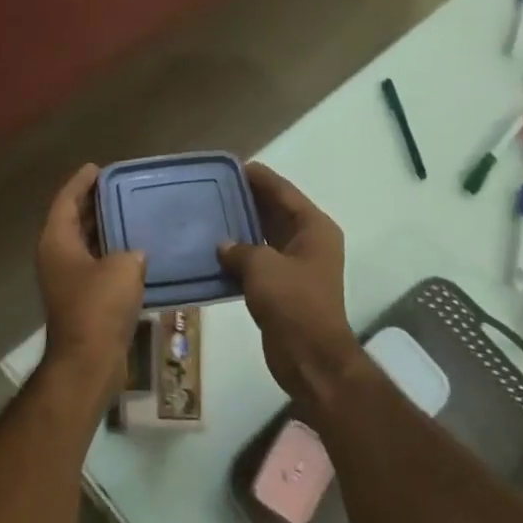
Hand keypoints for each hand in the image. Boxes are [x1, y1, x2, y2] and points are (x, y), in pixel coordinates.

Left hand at [36, 164, 146, 376]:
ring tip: (131, 212)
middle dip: (94, 203)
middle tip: (120, 188)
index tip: (99, 167)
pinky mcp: (81, 299)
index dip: (81, 182)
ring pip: (85, 244)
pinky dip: (111, 254)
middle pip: (73, 220)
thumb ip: (130, 251)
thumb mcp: (124, 267)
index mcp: (57, 241)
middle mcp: (56, 257)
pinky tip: (136, 251)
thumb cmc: (100, 306)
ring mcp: (67, 280)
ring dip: (104, 229)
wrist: (89, 360)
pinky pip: (95, 265)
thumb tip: (134, 255)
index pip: (66, 200)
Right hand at [217, 164, 363, 406]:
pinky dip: (241, 255)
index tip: (232, 166)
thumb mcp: (262, 266)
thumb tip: (224, 246)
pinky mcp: (284, 288)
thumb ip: (240, 248)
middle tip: (213, 189)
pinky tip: (215, 251)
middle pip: (276, 211)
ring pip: (266, 237)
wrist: (310, 357)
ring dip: (242, 228)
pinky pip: (260, 261)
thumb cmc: (292, 302)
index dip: (259, 178)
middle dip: (247, 201)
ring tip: (209, 215)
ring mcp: (298, 266)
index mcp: (314, 228)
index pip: (284, 192)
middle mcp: (309, 241)